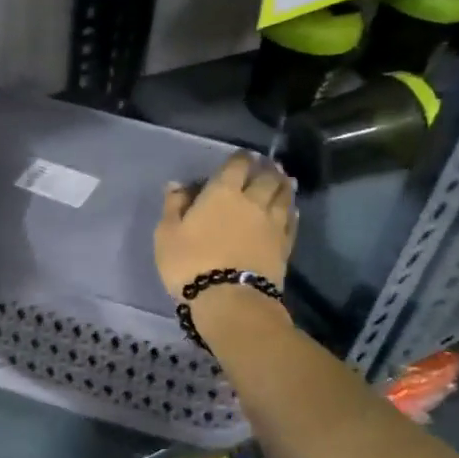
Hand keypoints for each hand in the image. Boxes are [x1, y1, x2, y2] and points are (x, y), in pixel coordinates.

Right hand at [155, 153, 296, 297]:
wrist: (230, 300)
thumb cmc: (190, 264)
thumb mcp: (167, 234)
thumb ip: (174, 206)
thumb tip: (178, 184)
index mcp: (222, 193)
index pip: (237, 165)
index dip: (240, 158)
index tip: (242, 156)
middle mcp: (252, 201)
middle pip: (266, 177)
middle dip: (267, 168)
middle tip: (267, 165)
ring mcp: (272, 224)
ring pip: (284, 196)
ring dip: (283, 185)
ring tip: (284, 180)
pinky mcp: (284, 246)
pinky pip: (291, 221)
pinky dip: (291, 211)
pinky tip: (291, 209)